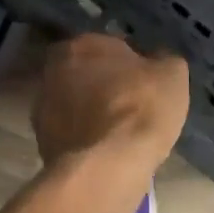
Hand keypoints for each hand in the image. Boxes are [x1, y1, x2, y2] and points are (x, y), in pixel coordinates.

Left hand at [31, 34, 188, 170]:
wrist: (106, 168)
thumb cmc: (141, 108)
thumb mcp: (172, 74)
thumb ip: (162, 59)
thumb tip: (156, 60)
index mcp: (82, 44)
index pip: (111, 45)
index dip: (131, 61)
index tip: (146, 79)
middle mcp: (53, 69)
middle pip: (86, 72)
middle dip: (104, 83)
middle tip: (130, 102)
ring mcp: (42, 108)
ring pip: (74, 102)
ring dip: (91, 111)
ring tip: (118, 131)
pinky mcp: (41, 143)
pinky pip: (71, 132)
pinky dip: (84, 137)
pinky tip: (105, 149)